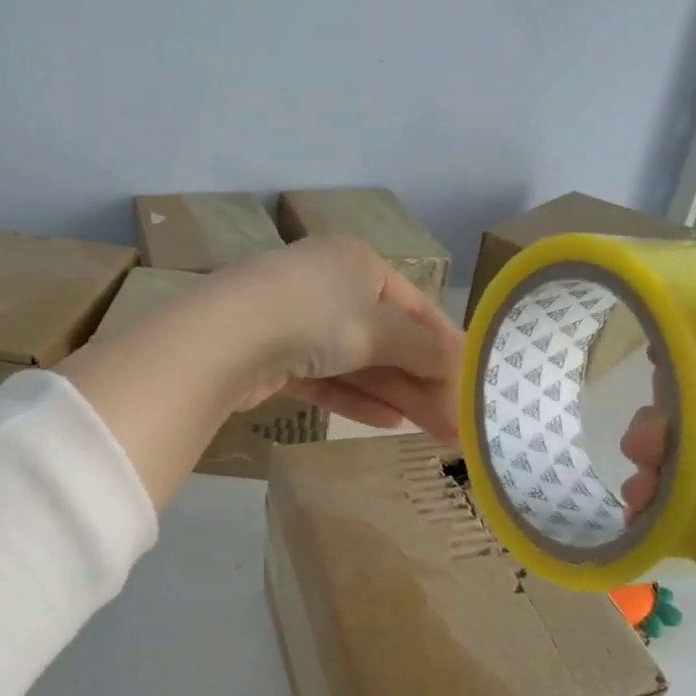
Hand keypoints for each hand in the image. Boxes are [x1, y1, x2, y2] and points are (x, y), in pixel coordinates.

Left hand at [212, 235, 463, 440]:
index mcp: (358, 263)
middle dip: (423, 382)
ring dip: (397, 395)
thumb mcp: (380, 329)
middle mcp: (330, 287)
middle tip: (456, 423)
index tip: (470, 379)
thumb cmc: (316, 317)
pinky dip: (357, 399)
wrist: (226, 338)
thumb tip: (458, 363)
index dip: (445, 344)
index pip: (415, 305)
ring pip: (359, 363)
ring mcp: (300, 323)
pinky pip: (328, 380)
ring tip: (434, 432)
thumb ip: (423, 349)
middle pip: (388, 340)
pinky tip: (389, 422)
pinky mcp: (277, 359)